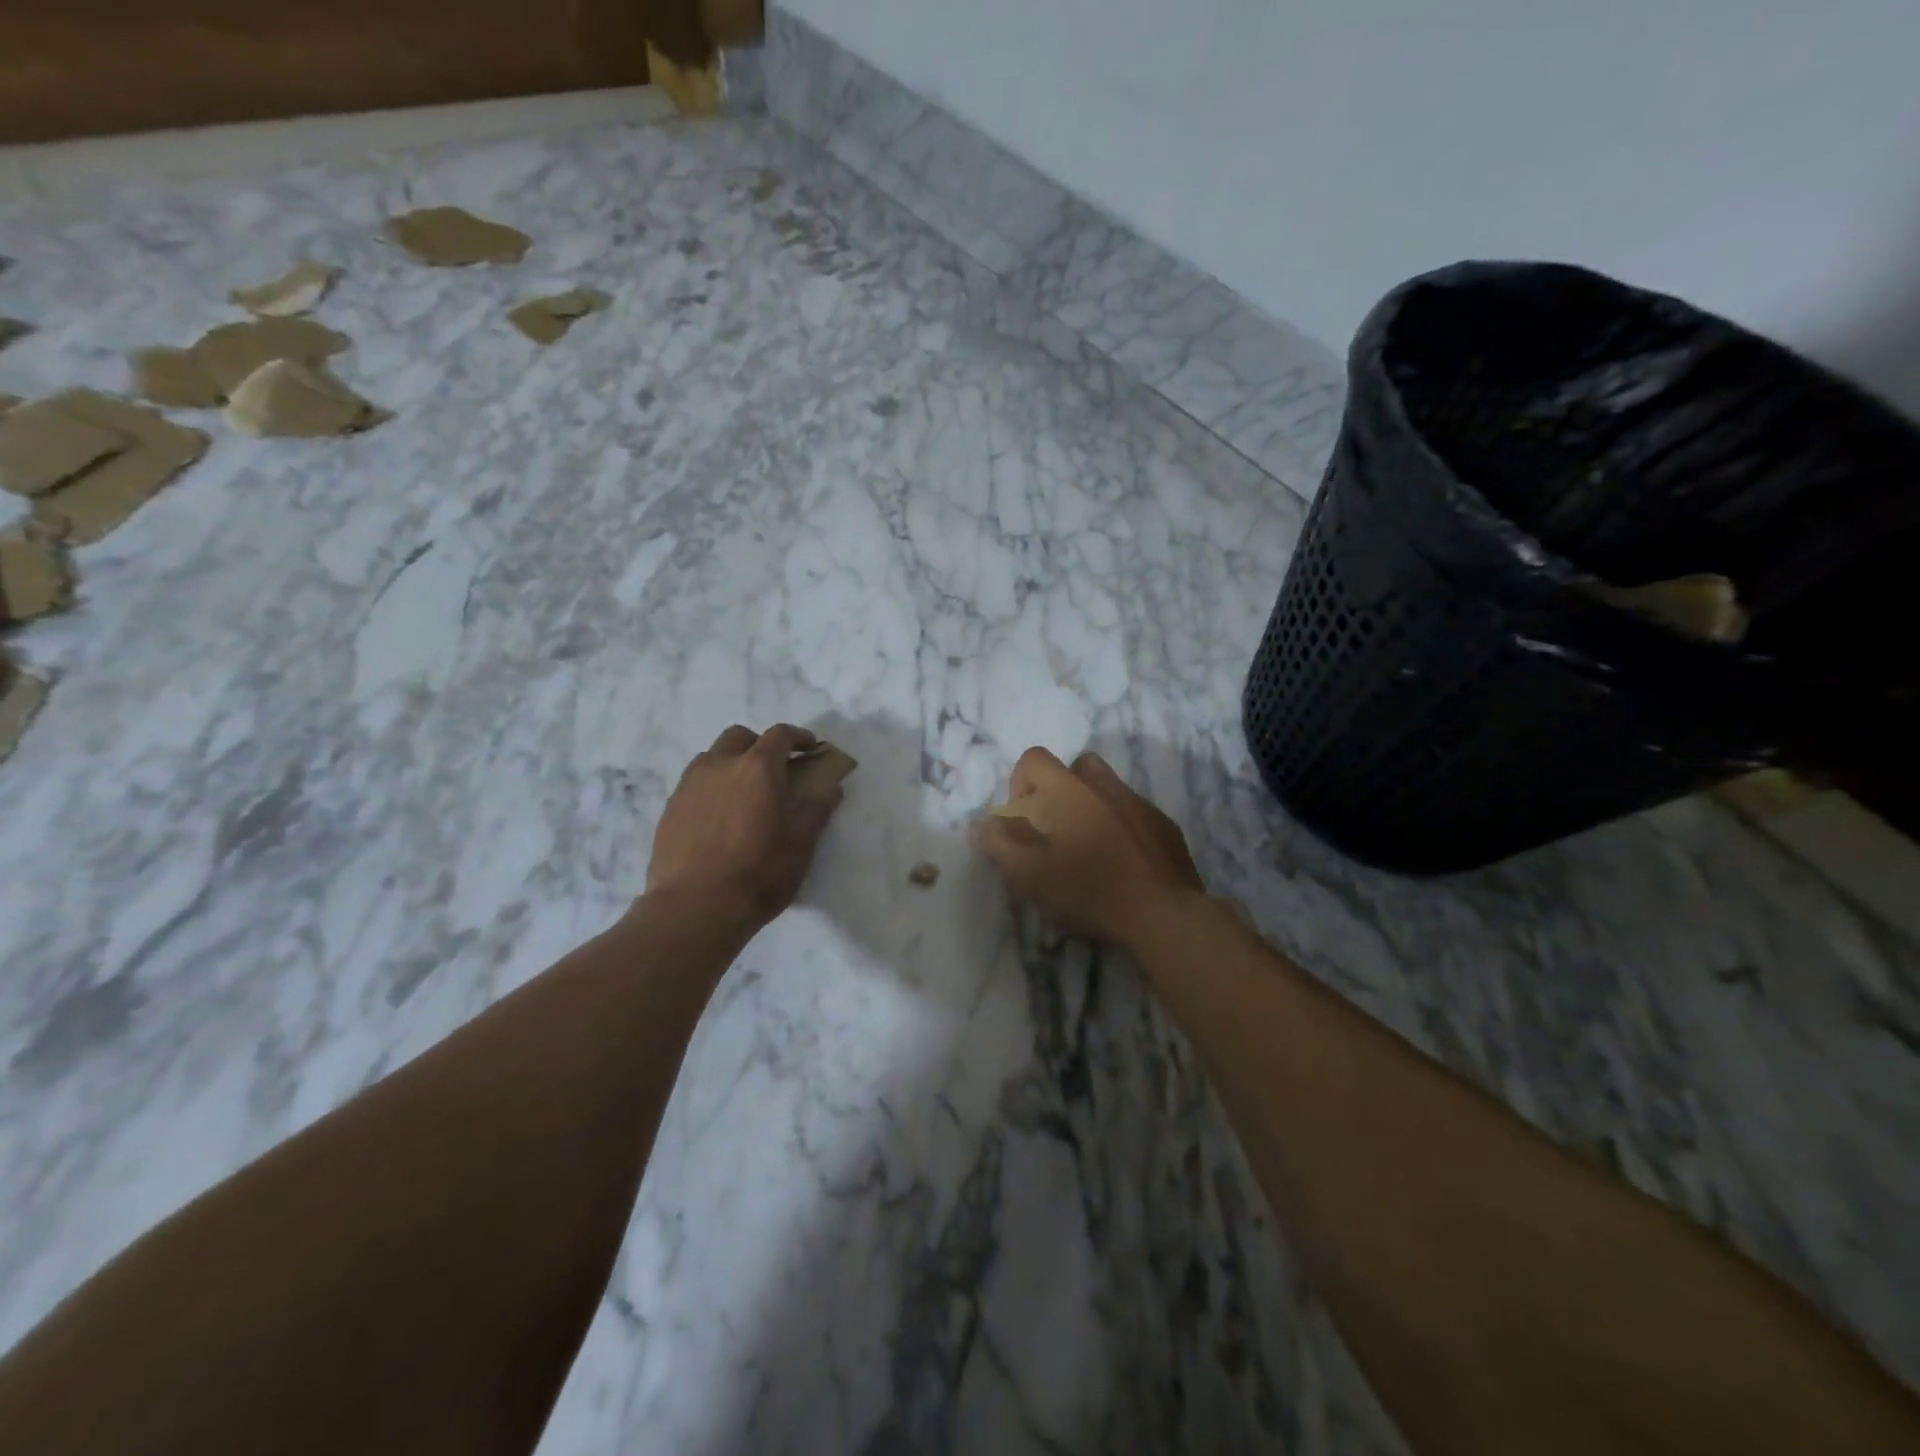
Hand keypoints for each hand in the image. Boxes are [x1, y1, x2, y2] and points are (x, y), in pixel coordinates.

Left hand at [646, 724, 843, 927]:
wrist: (695, 907)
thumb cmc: (759, 871)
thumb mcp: (802, 842)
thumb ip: (817, 807)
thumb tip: (831, 786)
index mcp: (757, 767)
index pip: (780, 735)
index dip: (798, 737)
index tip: (810, 749)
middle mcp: (720, 765)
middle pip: (740, 737)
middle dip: (760, 745)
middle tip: (775, 769)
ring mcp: (689, 785)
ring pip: (712, 757)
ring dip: (732, 763)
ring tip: (744, 793)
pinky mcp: (670, 809)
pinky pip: (694, 784)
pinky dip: (712, 787)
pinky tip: (720, 818)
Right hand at [975, 748, 1204, 945]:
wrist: (1162, 913)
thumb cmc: (1089, 890)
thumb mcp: (1031, 875)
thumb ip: (1000, 845)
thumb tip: (982, 824)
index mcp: (1068, 791)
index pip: (1034, 758)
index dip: (1020, 782)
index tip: (1022, 819)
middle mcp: (1105, 786)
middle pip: (1075, 766)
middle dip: (1059, 789)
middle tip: (1055, 829)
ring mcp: (1139, 803)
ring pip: (1108, 787)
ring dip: (1091, 806)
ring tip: (1087, 845)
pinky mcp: (1165, 825)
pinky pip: (1134, 812)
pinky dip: (1121, 826)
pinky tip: (1121, 861)